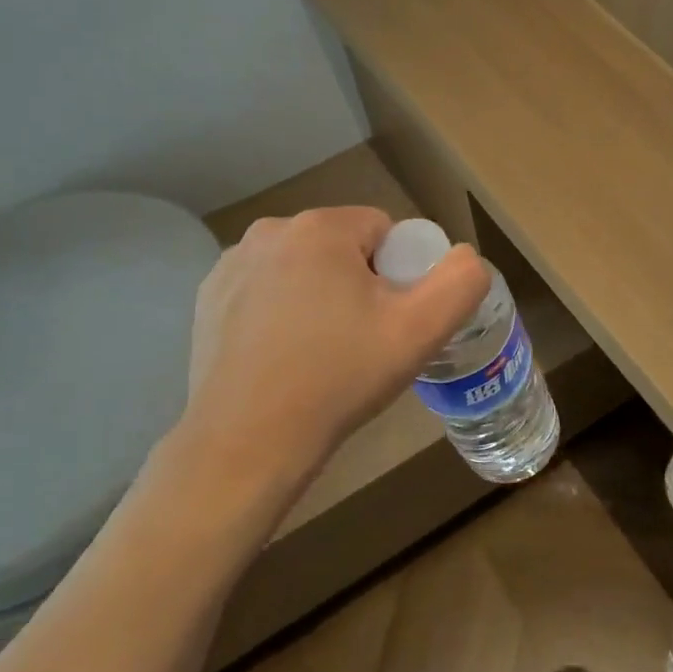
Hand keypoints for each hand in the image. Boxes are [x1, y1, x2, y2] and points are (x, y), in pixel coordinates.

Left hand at [177, 207, 489, 484]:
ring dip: (321, 296)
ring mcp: (231, 265)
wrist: (246, 444)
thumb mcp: (420, 331)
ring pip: (305, 268)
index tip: (391, 322)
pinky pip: (267, 289)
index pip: (385, 231)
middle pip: (344, 247)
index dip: (400, 275)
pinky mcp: (207, 298)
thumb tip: (465, 257)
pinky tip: (283, 357)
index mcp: (319, 227)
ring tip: (322, 354)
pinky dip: (282, 312)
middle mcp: (269, 231)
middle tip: (362, 341)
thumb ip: (461, 281)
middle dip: (360, 284)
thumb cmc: (339, 378)